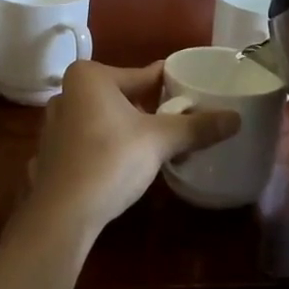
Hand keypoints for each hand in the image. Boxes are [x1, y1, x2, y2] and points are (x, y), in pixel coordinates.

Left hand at [21, 61, 239, 241]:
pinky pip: (90, 140)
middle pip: (122, 95)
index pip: (142, 75)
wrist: (62, 214)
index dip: (170, 84)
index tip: (192, 91)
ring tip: (159, 143)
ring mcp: (55, 124)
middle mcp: (67, 93)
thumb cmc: (110, 160)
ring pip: (105, 119)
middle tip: (180, 121)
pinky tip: (127, 163)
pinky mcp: (52, 153)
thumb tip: (236, 118)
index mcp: (89, 77)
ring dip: (130, 128)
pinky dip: (110, 146)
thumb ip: (197, 127)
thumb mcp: (160, 141)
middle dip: (150, 109)